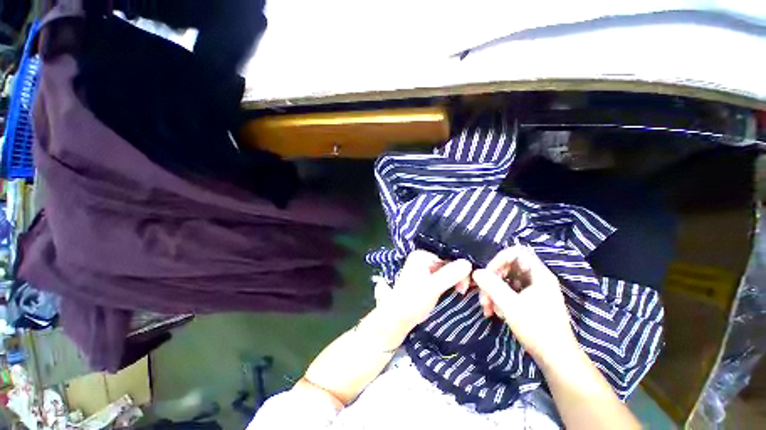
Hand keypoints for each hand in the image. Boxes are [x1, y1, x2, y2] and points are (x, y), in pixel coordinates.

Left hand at [375, 250, 471, 331]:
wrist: (399, 318)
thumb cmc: (413, 301)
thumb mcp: (433, 287)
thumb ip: (450, 274)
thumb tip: (468, 262)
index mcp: (421, 255)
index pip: (447, 255)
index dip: (460, 268)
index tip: (466, 284)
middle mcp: (423, 258)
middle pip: (448, 262)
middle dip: (458, 275)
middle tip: (462, 290)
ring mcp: (424, 267)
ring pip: (447, 269)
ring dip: (456, 279)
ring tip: (460, 291)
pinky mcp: (426, 277)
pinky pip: (443, 275)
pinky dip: (450, 281)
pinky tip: (456, 289)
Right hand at [471, 246, 578, 364]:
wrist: (556, 359)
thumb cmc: (537, 329)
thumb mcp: (511, 306)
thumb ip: (492, 286)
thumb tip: (476, 272)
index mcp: (538, 274)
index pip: (515, 253)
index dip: (499, 259)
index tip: (487, 274)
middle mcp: (537, 279)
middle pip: (508, 267)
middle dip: (492, 280)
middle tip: (483, 295)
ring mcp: (533, 290)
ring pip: (506, 281)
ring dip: (493, 292)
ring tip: (487, 309)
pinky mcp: (530, 301)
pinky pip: (510, 292)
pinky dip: (499, 299)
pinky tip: (496, 313)